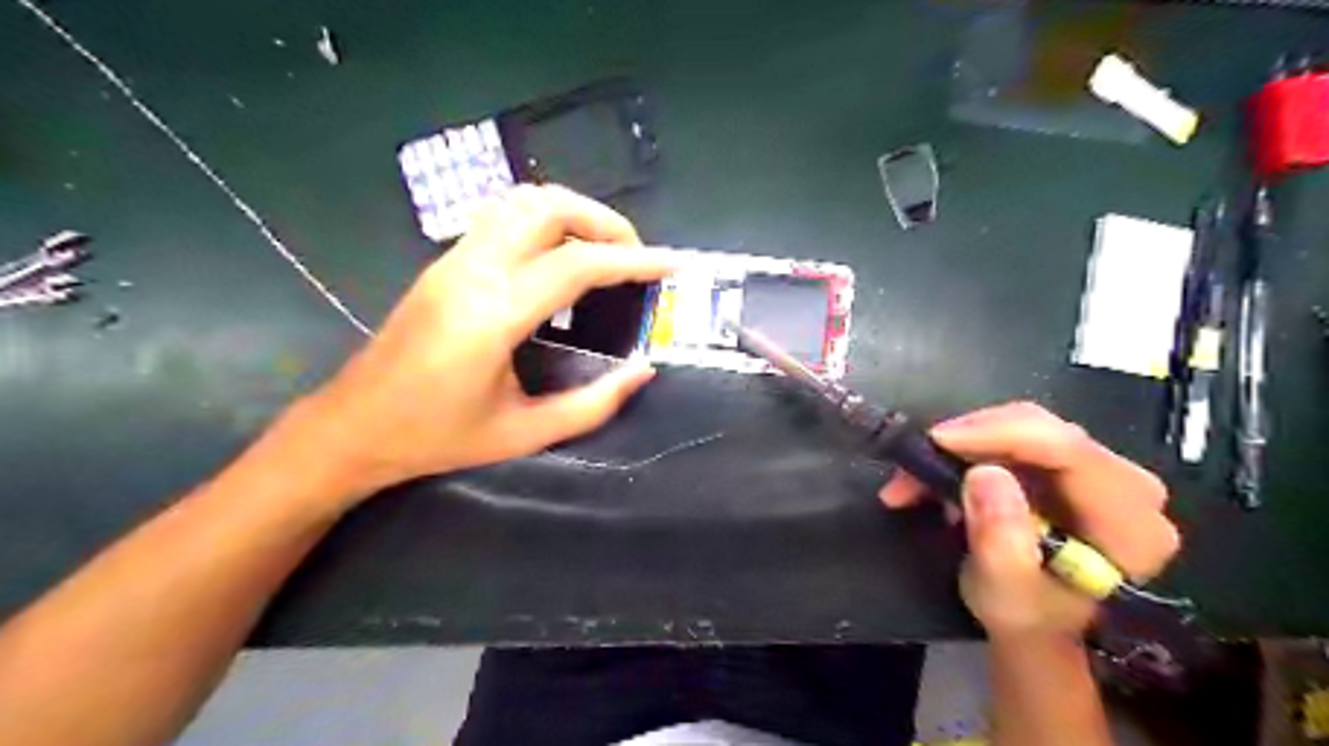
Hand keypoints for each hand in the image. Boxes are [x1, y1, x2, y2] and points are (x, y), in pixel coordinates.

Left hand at [297, 183, 679, 504]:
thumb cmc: (437, 437)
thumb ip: (593, 404)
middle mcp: (472, 271)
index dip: (632, 260)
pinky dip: (544, 219)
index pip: (576, 264)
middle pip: (548, 208)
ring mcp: (452, 259)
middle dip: (604, 222)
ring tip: (604, 250)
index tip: (672, 264)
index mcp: (492, 315)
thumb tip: (643, 371)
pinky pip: (502, 216)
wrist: (352, 427)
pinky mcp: (443, 262)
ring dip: (573, 213)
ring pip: (522, 201)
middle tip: (636, 256)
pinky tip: (561, 254)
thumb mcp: (524, 433)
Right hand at [880, 406, 1175, 637]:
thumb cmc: (1026, 617)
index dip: (1000, 435)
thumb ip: (1000, 540)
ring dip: (961, 447)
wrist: (1037, 626)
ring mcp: (1098, 471)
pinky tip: (936, 475)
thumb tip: (984, 474)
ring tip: (914, 478)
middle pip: (1043, 431)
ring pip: (1022, 428)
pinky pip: (1015, 437)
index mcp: (1128, 524)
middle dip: (971, 439)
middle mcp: (1126, 486)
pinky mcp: (1069, 465)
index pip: (1069, 451)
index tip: (938, 441)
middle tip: (914, 463)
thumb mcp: (1004, 592)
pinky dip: (969, 450)